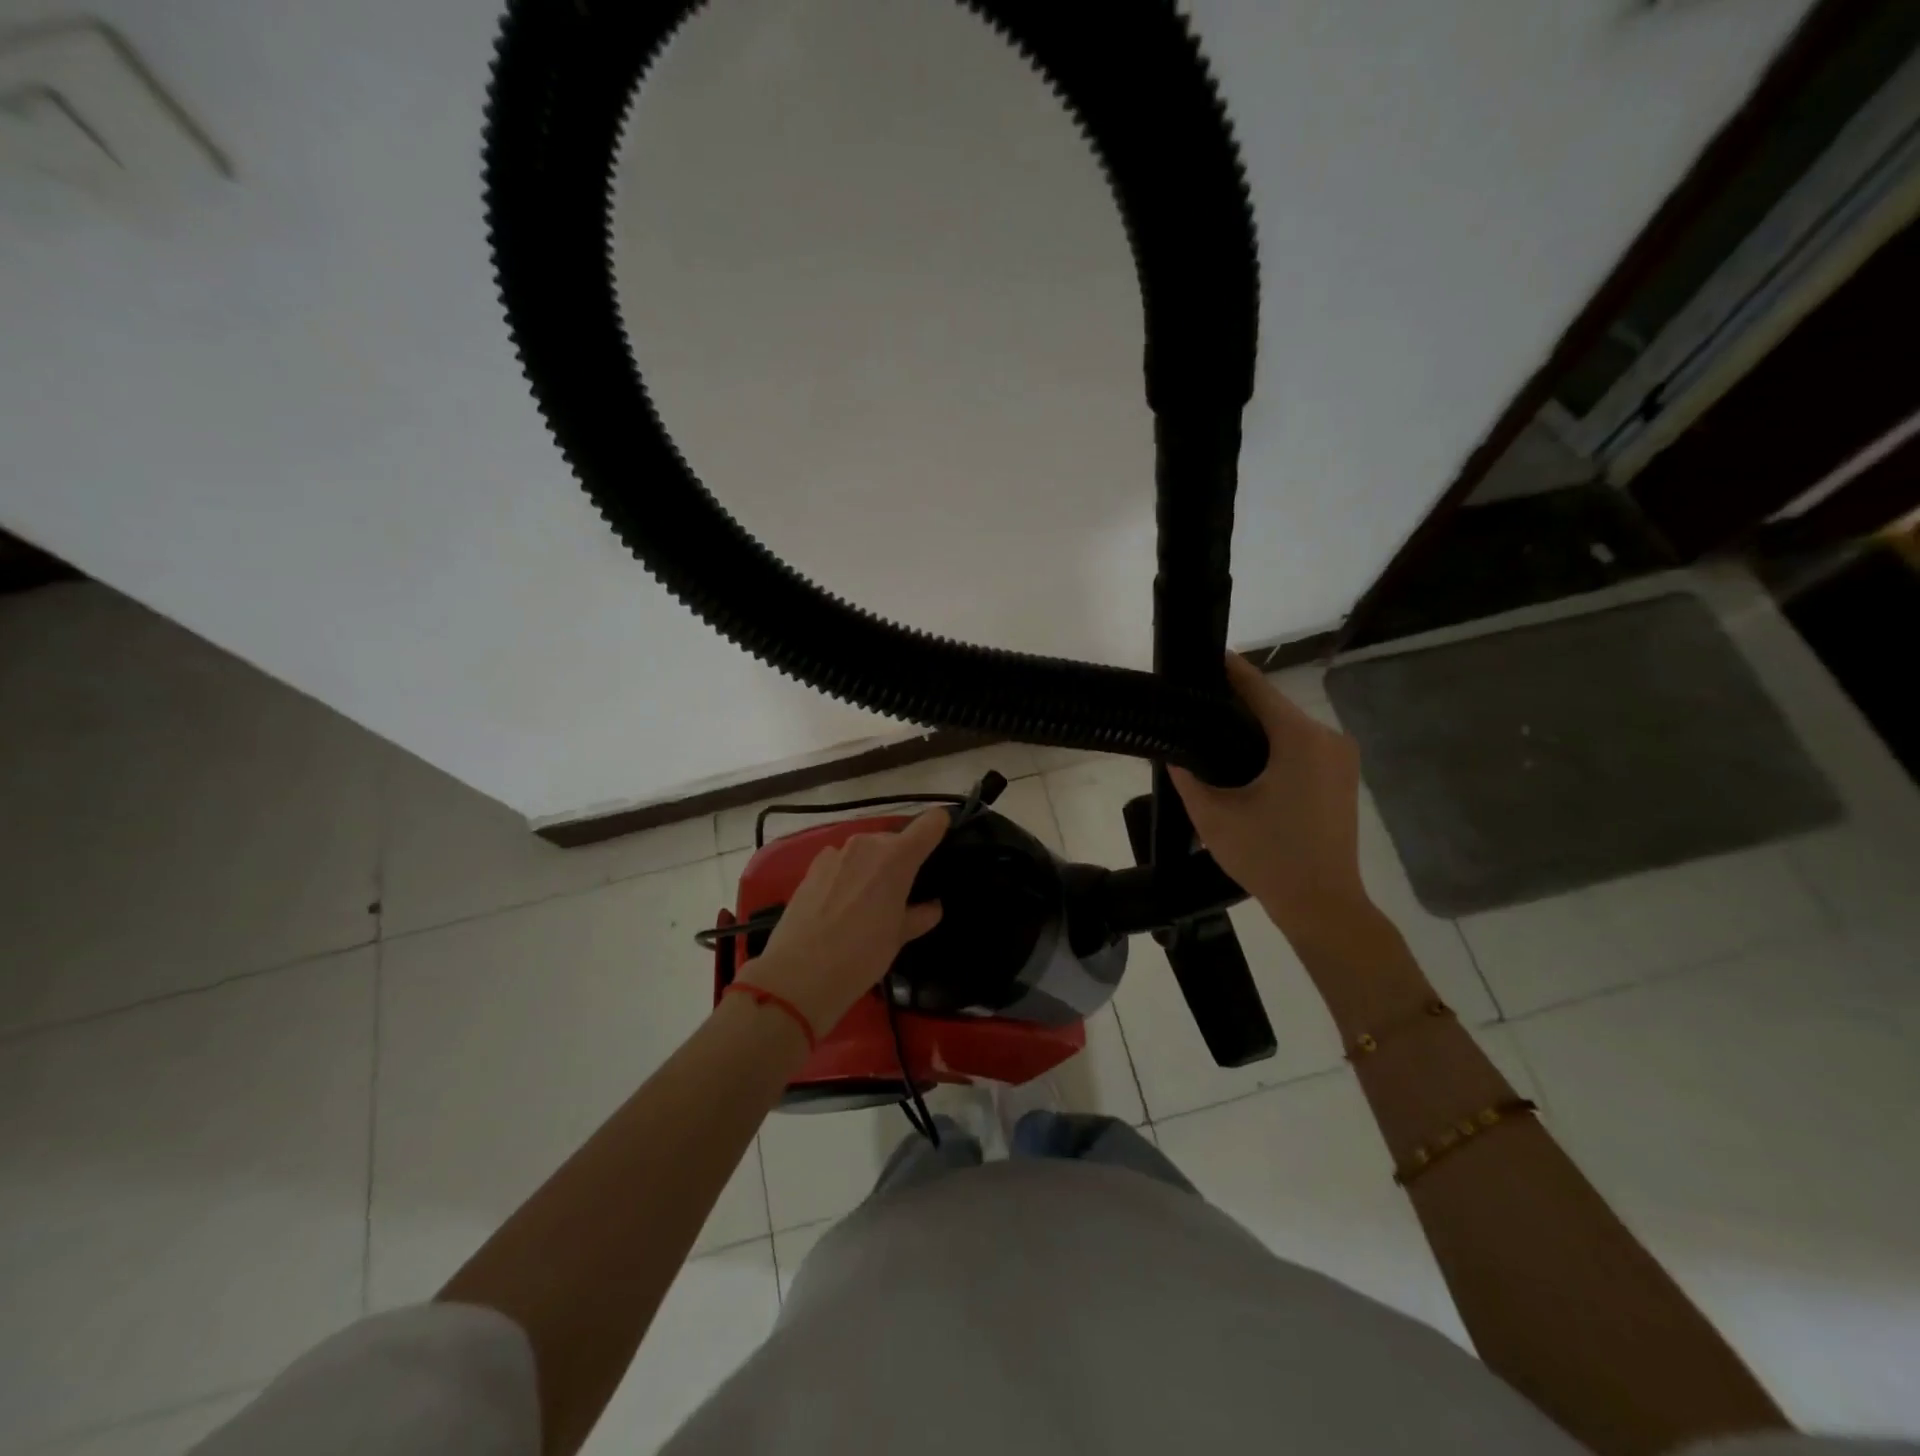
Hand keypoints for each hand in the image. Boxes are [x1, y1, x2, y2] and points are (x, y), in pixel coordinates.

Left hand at [743, 809, 947, 1032]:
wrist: (798, 975)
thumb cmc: (861, 956)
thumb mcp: (898, 938)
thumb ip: (919, 915)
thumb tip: (932, 906)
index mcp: (897, 857)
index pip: (930, 823)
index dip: (940, 828)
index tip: (943, 843)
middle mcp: (867, 844)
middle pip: (895, 839)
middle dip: (902, 860)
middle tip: (903, 892)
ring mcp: (836, 853)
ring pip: (866, 851)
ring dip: (873, 867)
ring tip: (870, 901)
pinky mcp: (812, 867)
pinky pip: (841, 862)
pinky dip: (848, 875)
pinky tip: (842, 903)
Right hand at [1169, 654, 1373, 944]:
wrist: (1323, 904)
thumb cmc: (1267, 857)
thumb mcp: (1213, 816)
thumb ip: (1187, 776)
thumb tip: (1172, 750)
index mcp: (1298, 739)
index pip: (1257, 688)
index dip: (1227, 670)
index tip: (1200, 656)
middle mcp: (1326, 737)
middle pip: (1273, 706)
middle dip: (1235, 703)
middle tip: (1194, 704)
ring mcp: (1341, 757)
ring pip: (1287, 727)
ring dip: (1254, 726)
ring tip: (1212, 730)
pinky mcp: (1343, 776)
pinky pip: (1301, 746)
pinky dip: (1273, 745)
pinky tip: (1244, 758)